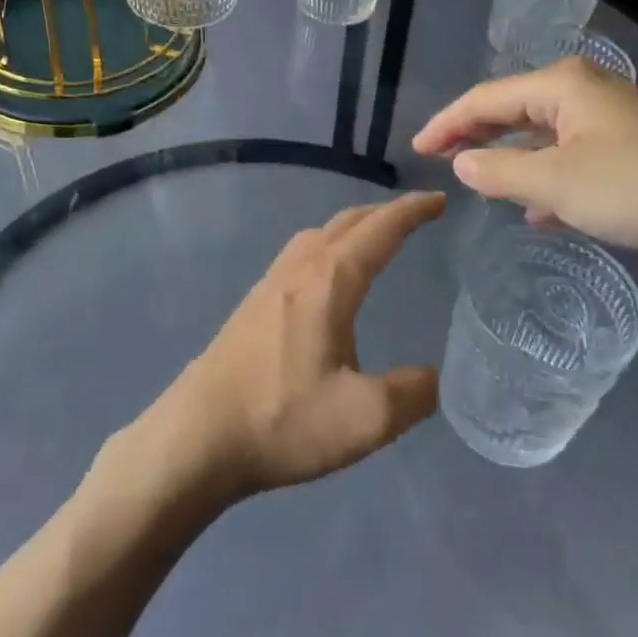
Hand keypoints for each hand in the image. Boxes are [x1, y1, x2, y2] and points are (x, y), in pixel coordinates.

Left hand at [143, 192, 446, 502]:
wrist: (198, 435)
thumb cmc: (282, 419)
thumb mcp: (364, 419)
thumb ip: (410, 394)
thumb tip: (431, 377)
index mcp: (328, 283)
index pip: (378, 231)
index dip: (411, 212)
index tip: (439, 200)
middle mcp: (297, 271)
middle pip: (345, 224)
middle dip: (383, 213)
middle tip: (416, 215)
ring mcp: (268, 285)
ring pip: (316, 236)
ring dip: (351, 227)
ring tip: (374, 240)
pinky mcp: (251, 306)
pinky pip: (298, 255)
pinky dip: (326, 247)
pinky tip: (326, 279)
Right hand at [412, 57, 637, 259]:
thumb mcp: (557, 183)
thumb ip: (500, 171)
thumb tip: (463, 163)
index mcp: (561, 86)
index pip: (484, 98)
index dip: (446, 123)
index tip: (416, 150)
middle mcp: (583, 92)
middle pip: (512, 109)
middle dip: (474, 134)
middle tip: (439, 158)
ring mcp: (612, 119)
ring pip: (542, 134)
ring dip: (509, 157)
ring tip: (480, 181)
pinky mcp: (634, 148)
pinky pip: (571, 156)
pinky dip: (546, 176)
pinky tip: (538, 209)